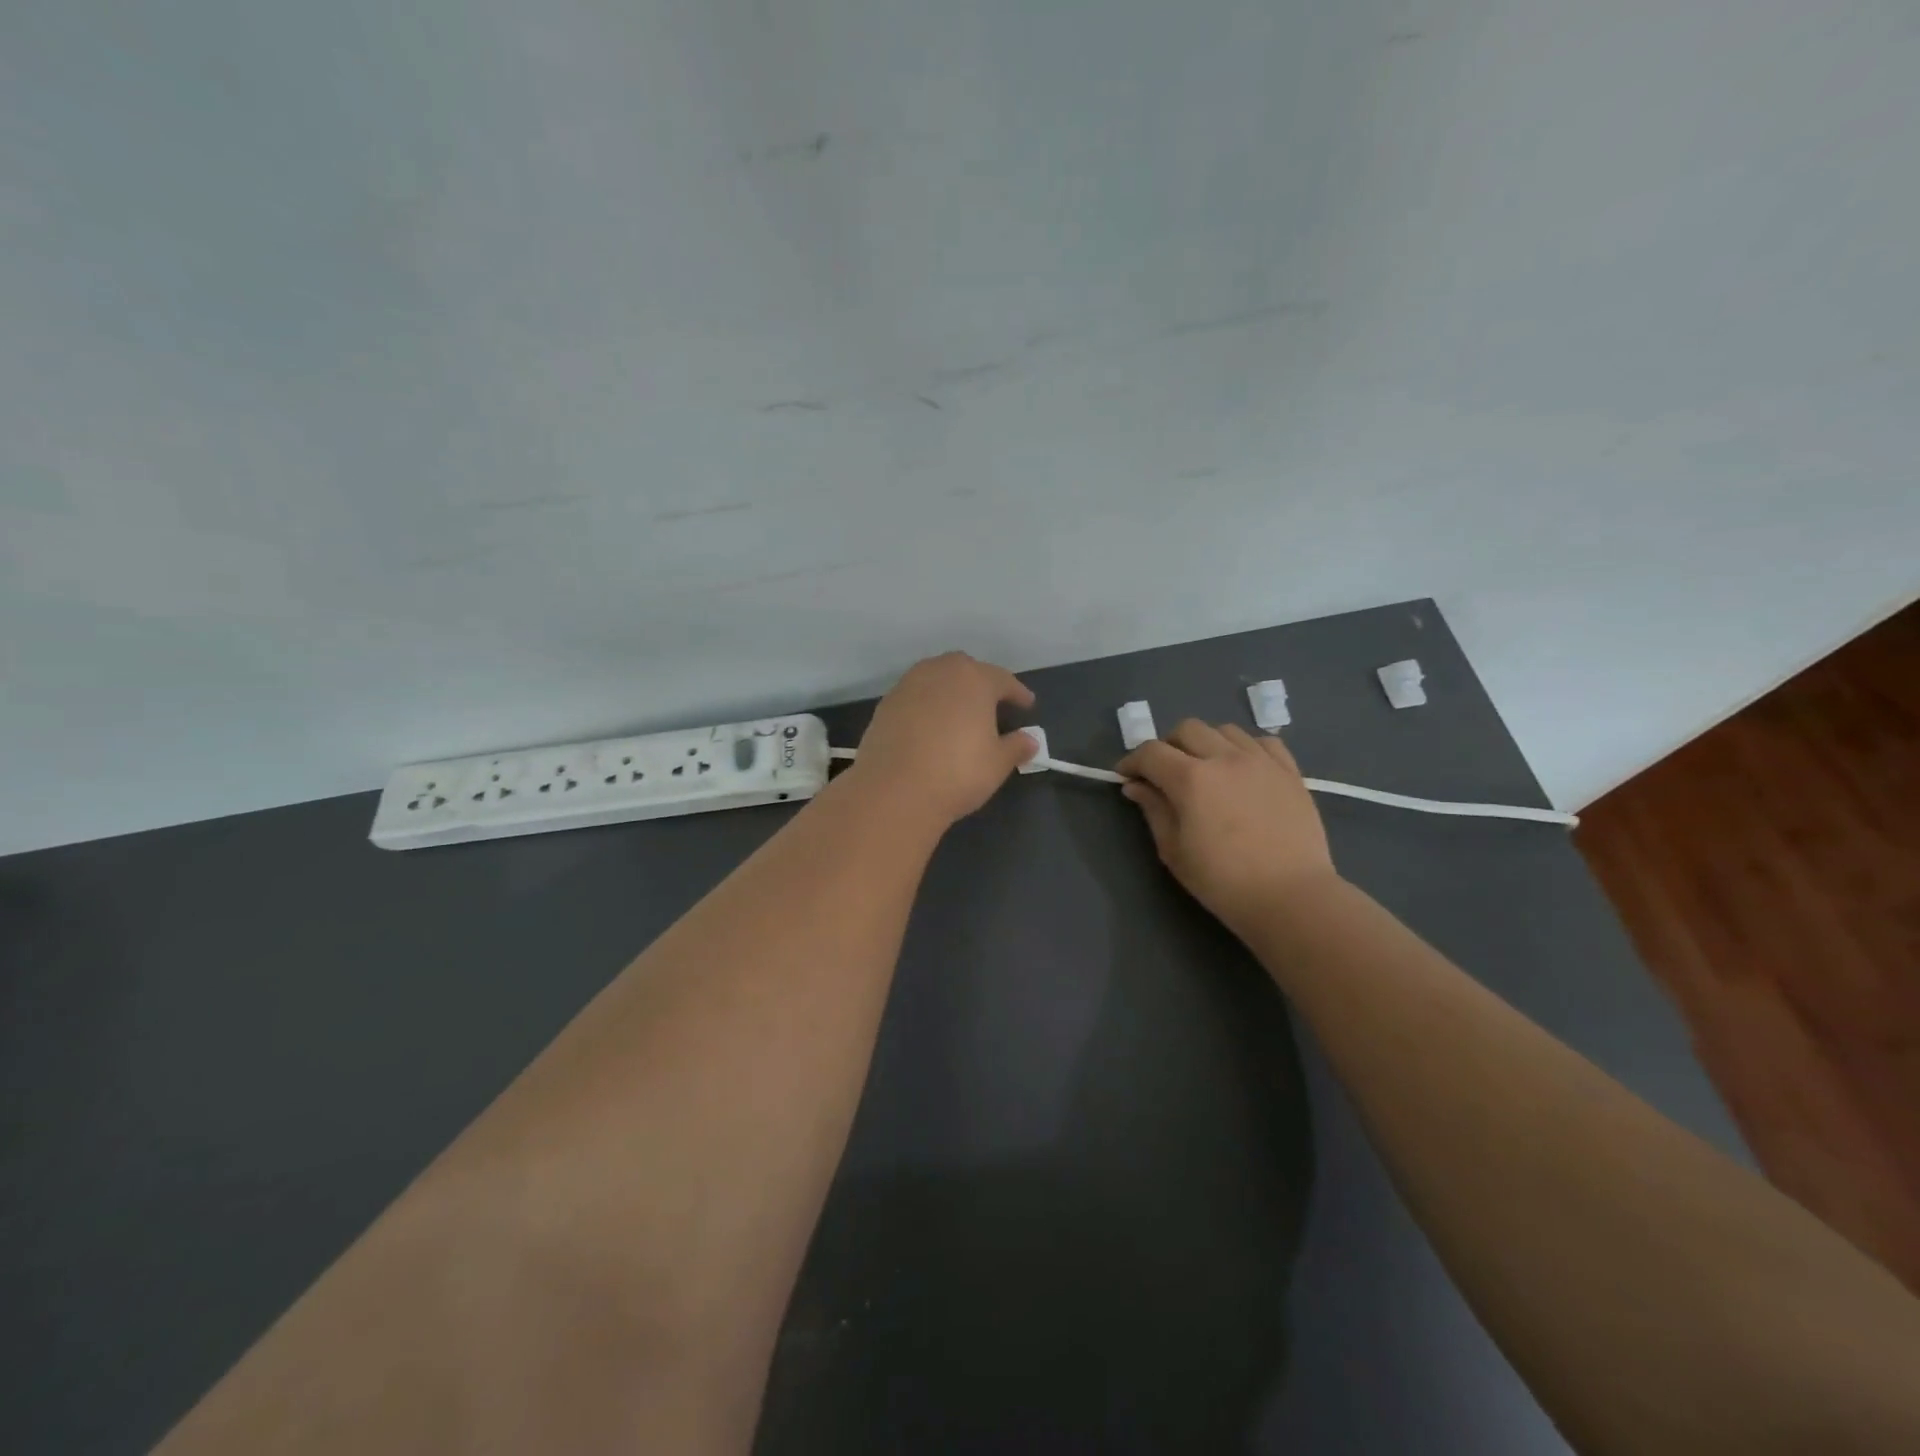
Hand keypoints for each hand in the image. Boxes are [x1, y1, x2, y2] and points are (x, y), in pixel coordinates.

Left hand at [846, 653, 1037, 827]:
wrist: (894, 791)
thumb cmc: (957, 773)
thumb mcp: (997, 763)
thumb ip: (1017, 746)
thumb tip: (1030, 740)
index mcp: (974, 679)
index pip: (1003, 680)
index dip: (1017, 693)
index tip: (1027, 705)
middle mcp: (940, 672)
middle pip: (966, 670)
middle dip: (980, 684)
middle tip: (991, 706)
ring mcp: (908, 685)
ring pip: (936, 679)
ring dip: (950, 692)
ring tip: (959, 714)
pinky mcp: (885, 705)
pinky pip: (915, 697)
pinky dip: (927, 706)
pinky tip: (931, 727)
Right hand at [1118, 721, 1336, 931]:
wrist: (1291, 897)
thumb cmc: (1223, 881)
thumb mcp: (1174, 851)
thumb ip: (1154, 810)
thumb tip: (1136, 786)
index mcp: (1191, 779)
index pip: (1151, 752)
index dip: (1132, 761)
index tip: (1126, 777)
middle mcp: (1225, 758)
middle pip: (1187, 729)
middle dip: (1168, 747)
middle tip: (1165, 773)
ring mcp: (1261, 761)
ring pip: (1224, 730)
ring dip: (1206, 743)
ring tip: (1206, 769)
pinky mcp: (1290, 771)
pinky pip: (1263, 742)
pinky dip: (1245, 748)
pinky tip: (1243, 769)